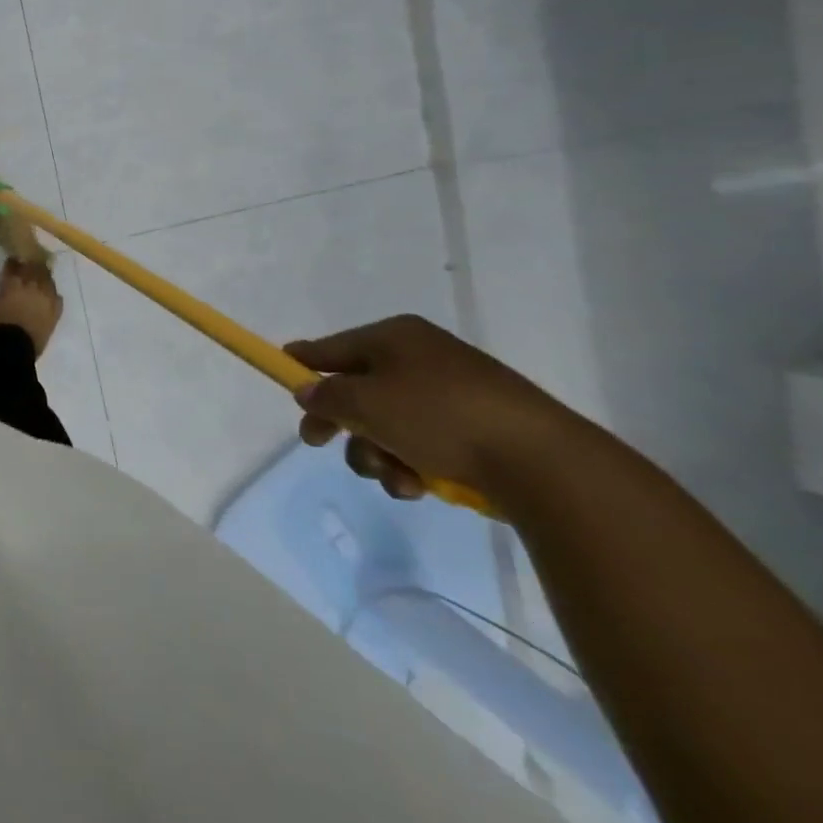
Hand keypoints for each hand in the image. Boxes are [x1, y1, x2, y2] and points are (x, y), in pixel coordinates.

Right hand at [284, 315, 587, 501]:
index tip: (282, 377)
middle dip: (340, 421)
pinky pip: (421, 443)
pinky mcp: (474, 430)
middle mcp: (420, 358)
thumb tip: (308, 391)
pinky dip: (410, 465)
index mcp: (394, 337)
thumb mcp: (364, 402)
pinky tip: (417, 485)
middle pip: (358, 388)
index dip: (304, 363)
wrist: (540, 461)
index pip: (333, 346)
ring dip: (375, 452)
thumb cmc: (437, 416)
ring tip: (391, 474)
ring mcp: (450, 394)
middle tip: (318, 443)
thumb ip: (326, 395)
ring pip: (386, 423)